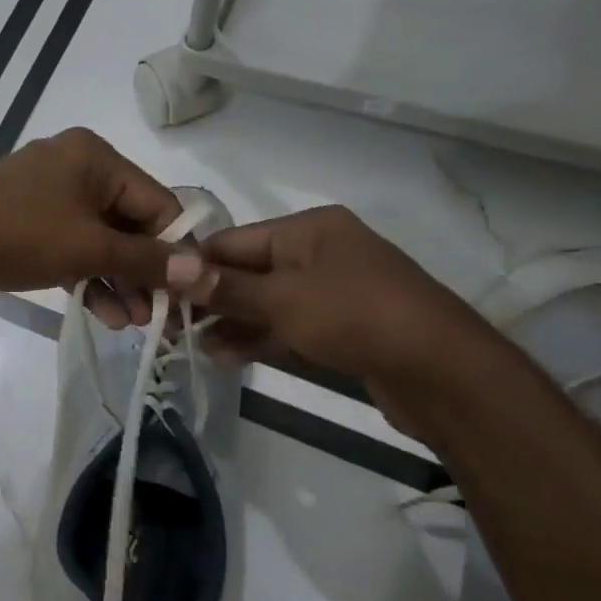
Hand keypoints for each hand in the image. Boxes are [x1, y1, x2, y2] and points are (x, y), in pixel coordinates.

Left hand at [0, 129, 183, 319]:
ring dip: (118, 280)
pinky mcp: (24, 222)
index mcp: (94, 156)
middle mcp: (72, 166)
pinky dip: (86, 275)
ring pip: (97, 239)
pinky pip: (69, 247)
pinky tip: (104, 313)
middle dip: (144, 271)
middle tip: (159, 316)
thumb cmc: (19, 237)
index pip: (157, 201)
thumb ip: (148, 259)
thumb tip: (205, 272)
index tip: (193, 291)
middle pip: (128, 221)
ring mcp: (44, 195)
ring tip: (133, 324)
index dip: (178, 248)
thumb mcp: (90, 249)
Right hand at [178, 205, 496, 427]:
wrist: (441, 371)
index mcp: (308, 229)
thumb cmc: (355, 316)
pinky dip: (257, 337)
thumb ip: (225, 287)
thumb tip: (171, 268)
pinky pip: (286, 326)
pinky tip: (225, 356)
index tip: (159, 292)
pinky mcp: (340, 326)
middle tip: (170, 325)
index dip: (194, 266)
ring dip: (230, 323)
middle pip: (248, 271)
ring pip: (265, 302)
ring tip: (192, 346)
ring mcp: (331, 291)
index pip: (233, 240)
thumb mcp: (282, 299)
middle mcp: (319, 252)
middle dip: (210, 298)